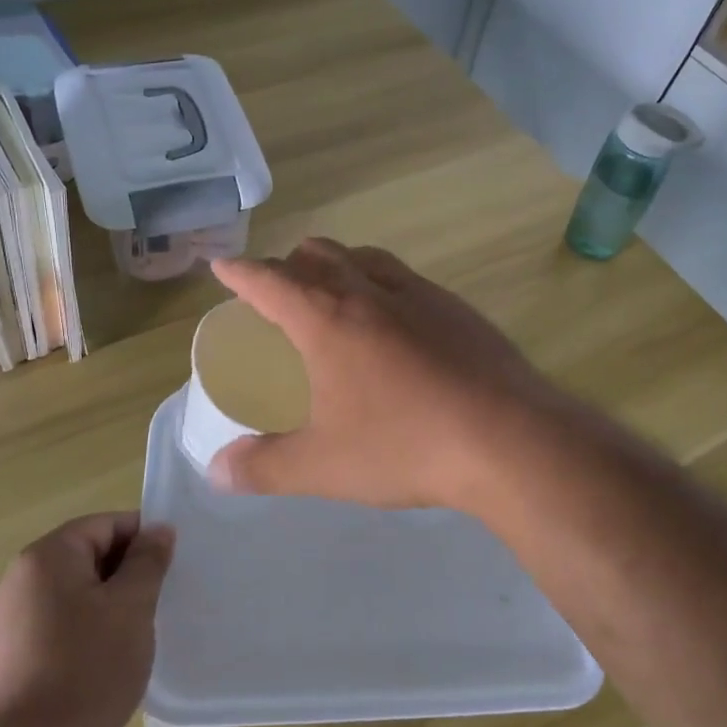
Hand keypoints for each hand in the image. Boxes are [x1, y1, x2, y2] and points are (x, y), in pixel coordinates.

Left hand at [0, 513, 174, 726]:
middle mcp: (22, 579)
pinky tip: (110, 661)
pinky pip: (61, 624)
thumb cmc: (86, 668)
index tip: (171, 567)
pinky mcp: (13, 657)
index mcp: (47, 557)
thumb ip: (148, 561)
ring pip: (76, 593)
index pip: (105, 524)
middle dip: (127, 574)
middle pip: (88, 556)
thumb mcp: (132, 607)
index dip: (143, 539)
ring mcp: (12, 621)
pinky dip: (89, 631)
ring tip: (139, 633)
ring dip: (111, 605)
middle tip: (160, 601)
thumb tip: (158, 530)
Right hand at [208, 240, 562, 512]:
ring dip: (341, 263)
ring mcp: (422, 295)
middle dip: (290, 263)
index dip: (241, 272)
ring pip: (368, 258)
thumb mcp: (323, 466)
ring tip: (334, 289)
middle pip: (321, 255)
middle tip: (278, 286)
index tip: (223, 266)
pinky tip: (398, 321)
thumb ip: (264, 467)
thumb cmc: (404, 446)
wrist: (509, 439)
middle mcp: (372, 292)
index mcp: (328, 319)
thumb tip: (216, 471)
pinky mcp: (460, 310)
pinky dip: (384, 283)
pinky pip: (408, 279)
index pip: (270, 281)